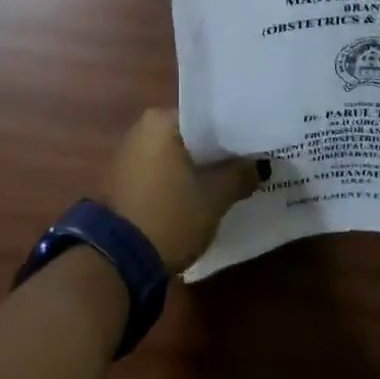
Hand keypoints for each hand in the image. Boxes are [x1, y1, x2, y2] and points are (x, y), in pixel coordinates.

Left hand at [105, 108, 260, 270]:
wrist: (120, 261)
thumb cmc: (170, 215)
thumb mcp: (214, 197)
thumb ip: (240, 174)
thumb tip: (260, 165)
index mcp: (161, 120)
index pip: (205, 117)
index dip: (231, 133)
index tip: (253, 146)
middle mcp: (141, 128)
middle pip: (190, 135)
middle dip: (215, 151)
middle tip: (246, 164)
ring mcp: (129, 154)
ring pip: (176, 154)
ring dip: (197, 168)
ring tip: (228, 181)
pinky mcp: (124, 180)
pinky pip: (161, 171)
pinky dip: (179, 180)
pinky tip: (199, 197)